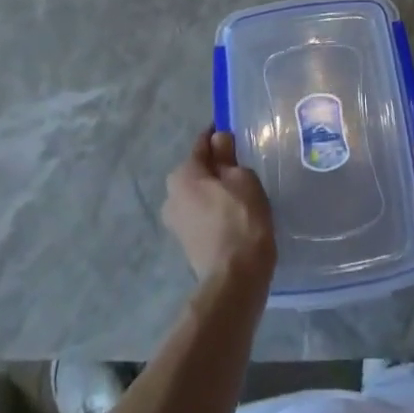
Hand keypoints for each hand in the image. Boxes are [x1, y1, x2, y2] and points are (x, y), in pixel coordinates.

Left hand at [163, 129, 275, 284]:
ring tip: (241, 192)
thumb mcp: (241, 177)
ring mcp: (175, 222)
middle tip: (242, 166)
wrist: (235, 277)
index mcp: (182, 174)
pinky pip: (201, 214)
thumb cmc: (241, 218)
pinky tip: (234, 214)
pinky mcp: (186, 242)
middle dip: (216, 166)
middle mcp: (171, 195)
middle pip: (197, 170)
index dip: (219, 137)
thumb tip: (218, 138)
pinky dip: (214, 210)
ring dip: (214, 190)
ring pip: (198, 193)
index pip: (202, 144)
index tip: (235, 135)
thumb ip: (227, 155)